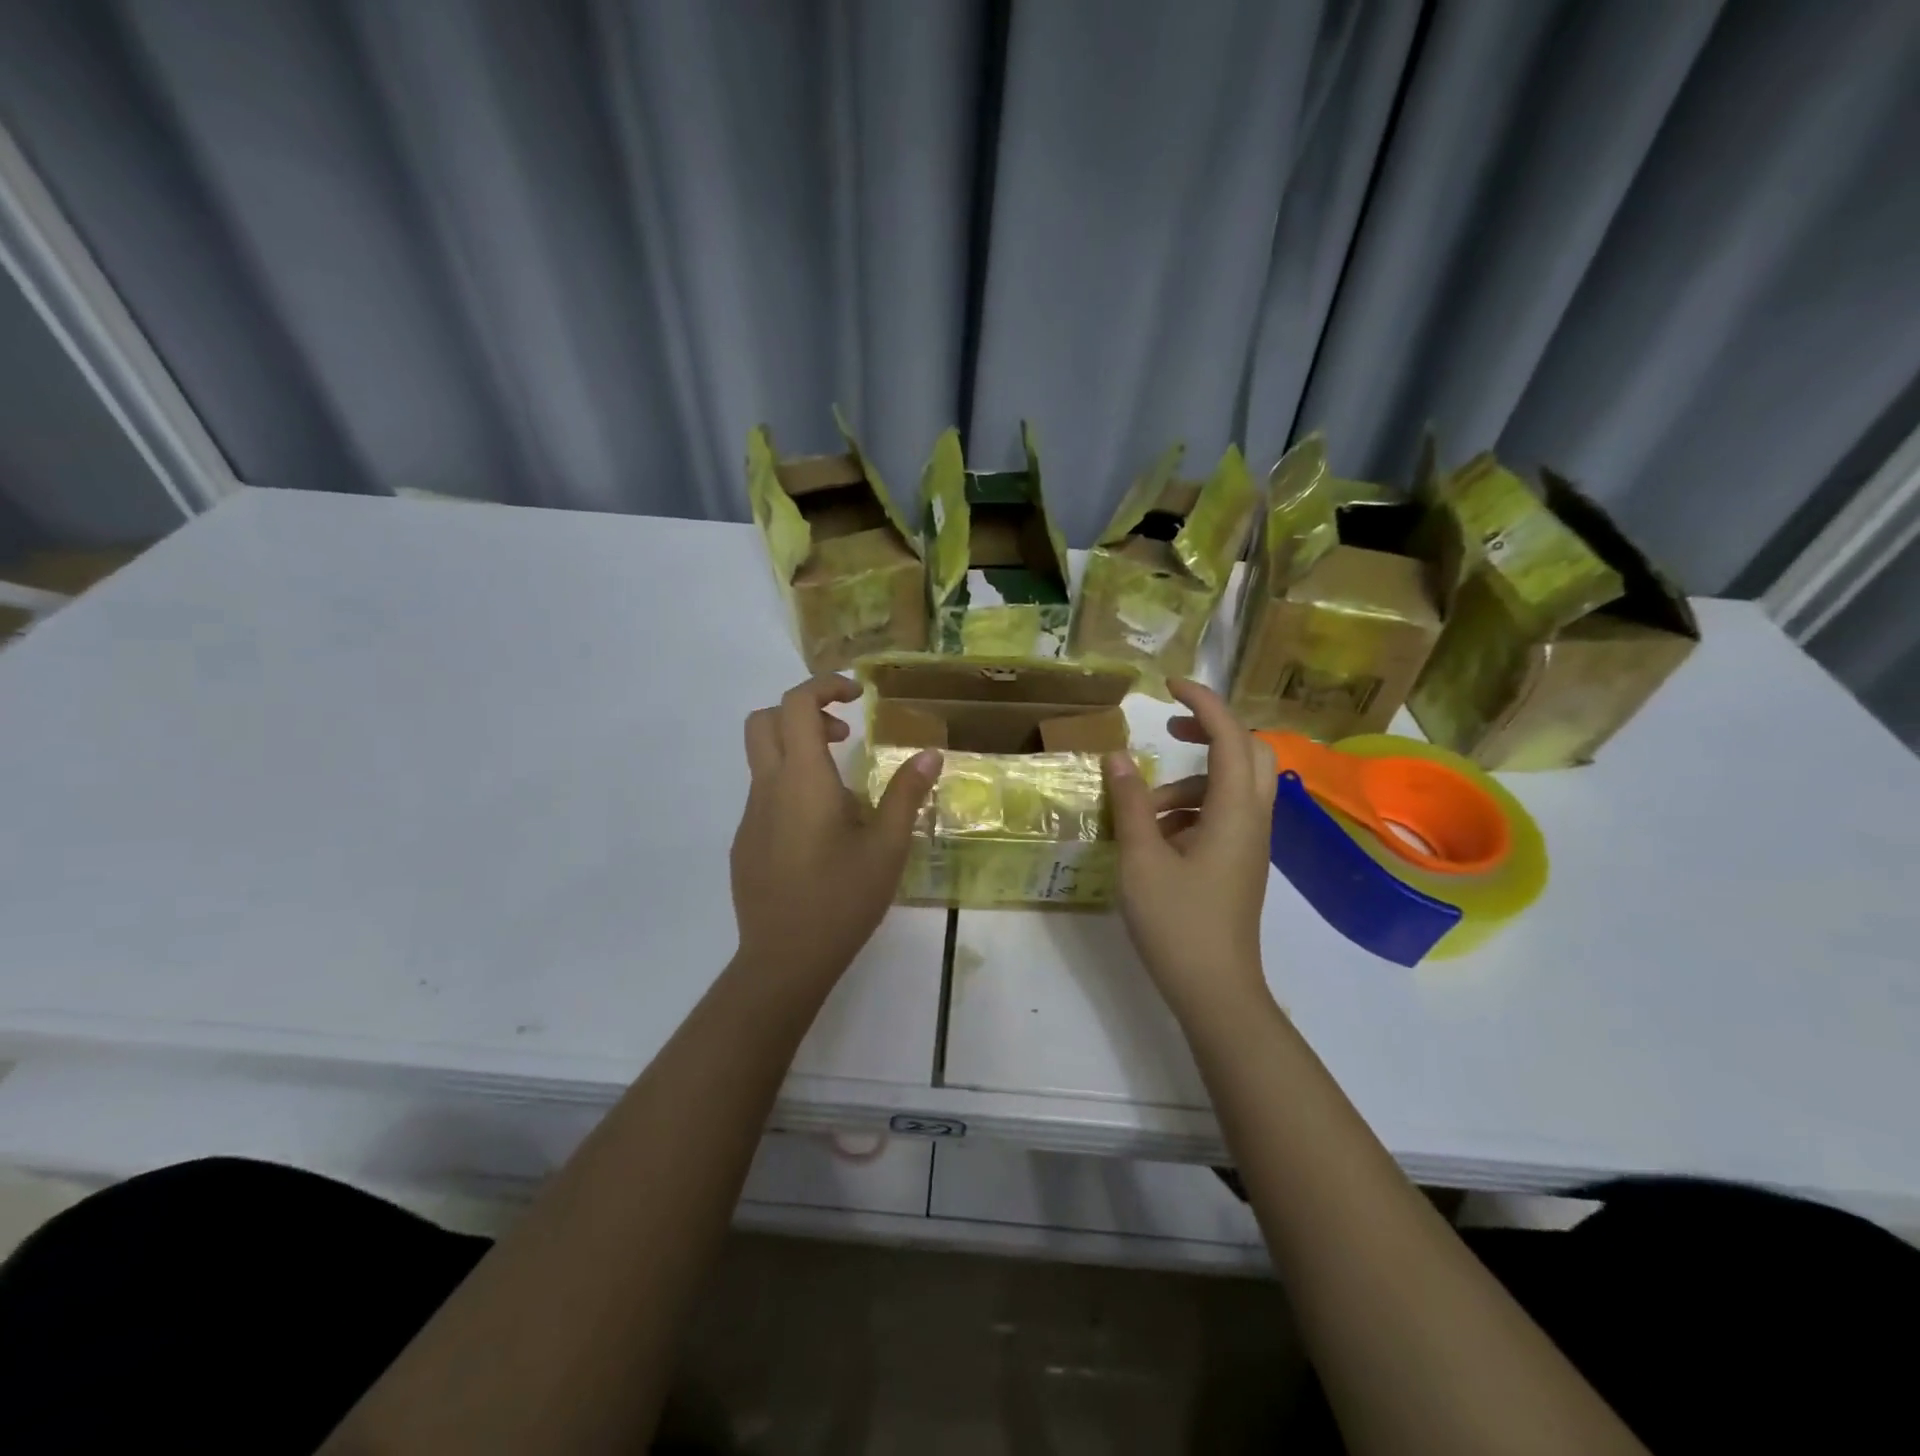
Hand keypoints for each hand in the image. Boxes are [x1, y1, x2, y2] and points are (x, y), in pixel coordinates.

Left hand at [730, 674, 941, 985]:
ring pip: (763, 759)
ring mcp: (750, 816)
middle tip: (844, 736)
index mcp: (802, 779)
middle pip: (764, 720)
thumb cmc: (842, 898)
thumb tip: (930, 753)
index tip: (858, 696)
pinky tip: (821, 833)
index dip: (825, 686)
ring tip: (844, 793)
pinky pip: (763, 795)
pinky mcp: (744, 842)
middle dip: (803, 713)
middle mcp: (768, 788)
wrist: (784, 959)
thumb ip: (907, 793)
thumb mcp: (887, 846)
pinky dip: (790, 787)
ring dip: (798, 752)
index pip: (796, 704)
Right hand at [1103, 678, 1276, 1024]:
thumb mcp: (1142, 859)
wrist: (1215, 990)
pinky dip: (1191, 808)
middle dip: (1210, 731)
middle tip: (1167, 733)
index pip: (1229, 736)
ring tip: (1142, 808)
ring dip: (1188, 781)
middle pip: (1250, 752)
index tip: (1169, 687)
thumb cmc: (1177, 923)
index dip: (1203, 702)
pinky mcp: (1239, 862)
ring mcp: (1249, 843)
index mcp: (1234, 811)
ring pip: (1232, 786)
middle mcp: (1252, 819)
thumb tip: (1116, 757)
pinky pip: (1222, 814)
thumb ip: (1130, 804)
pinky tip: (1155, 835)